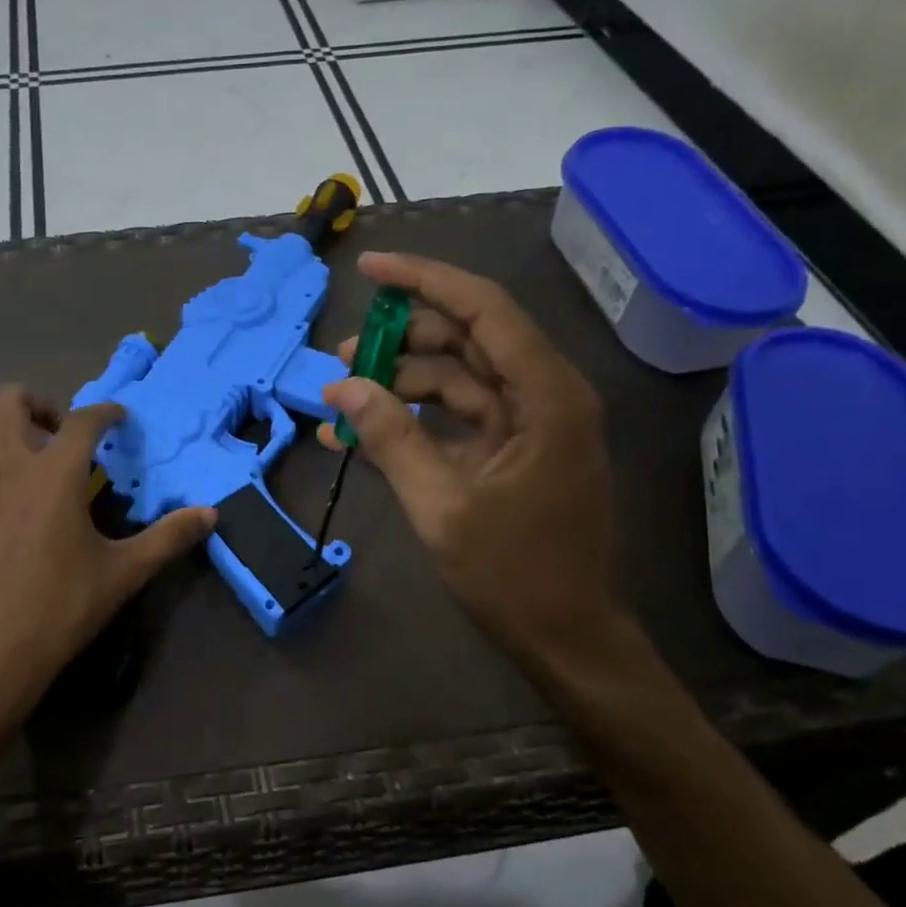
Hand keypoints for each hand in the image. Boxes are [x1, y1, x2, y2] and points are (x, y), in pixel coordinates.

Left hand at [0, 386, 215, 748]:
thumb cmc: (58, 609)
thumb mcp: (122, 574)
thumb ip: (168, 538)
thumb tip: (211, 514)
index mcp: (54, 474)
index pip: (82, 420)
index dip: (104, 412)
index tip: (117, 418)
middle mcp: (5, 466)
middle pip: (8, 401)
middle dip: (37, 403)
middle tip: (58, 434)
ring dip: (0, 432)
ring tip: (22, 462)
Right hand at [319, 252, 624, 672]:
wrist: (565, 637)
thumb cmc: (514, 574)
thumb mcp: (441, 504)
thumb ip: (391, 438)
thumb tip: (341, 387)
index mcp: (545, 396)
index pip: (484, 310)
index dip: (425, 280)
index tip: (370, 268)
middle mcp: (543, 396)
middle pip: (467, 340)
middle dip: (402, 341)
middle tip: (341, 355)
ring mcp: (527, 424)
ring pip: (457, 379)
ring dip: (399, 384)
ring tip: (340, 399)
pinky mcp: (511, 451)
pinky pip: (456, 418)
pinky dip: (411, 422)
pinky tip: (360, 434)